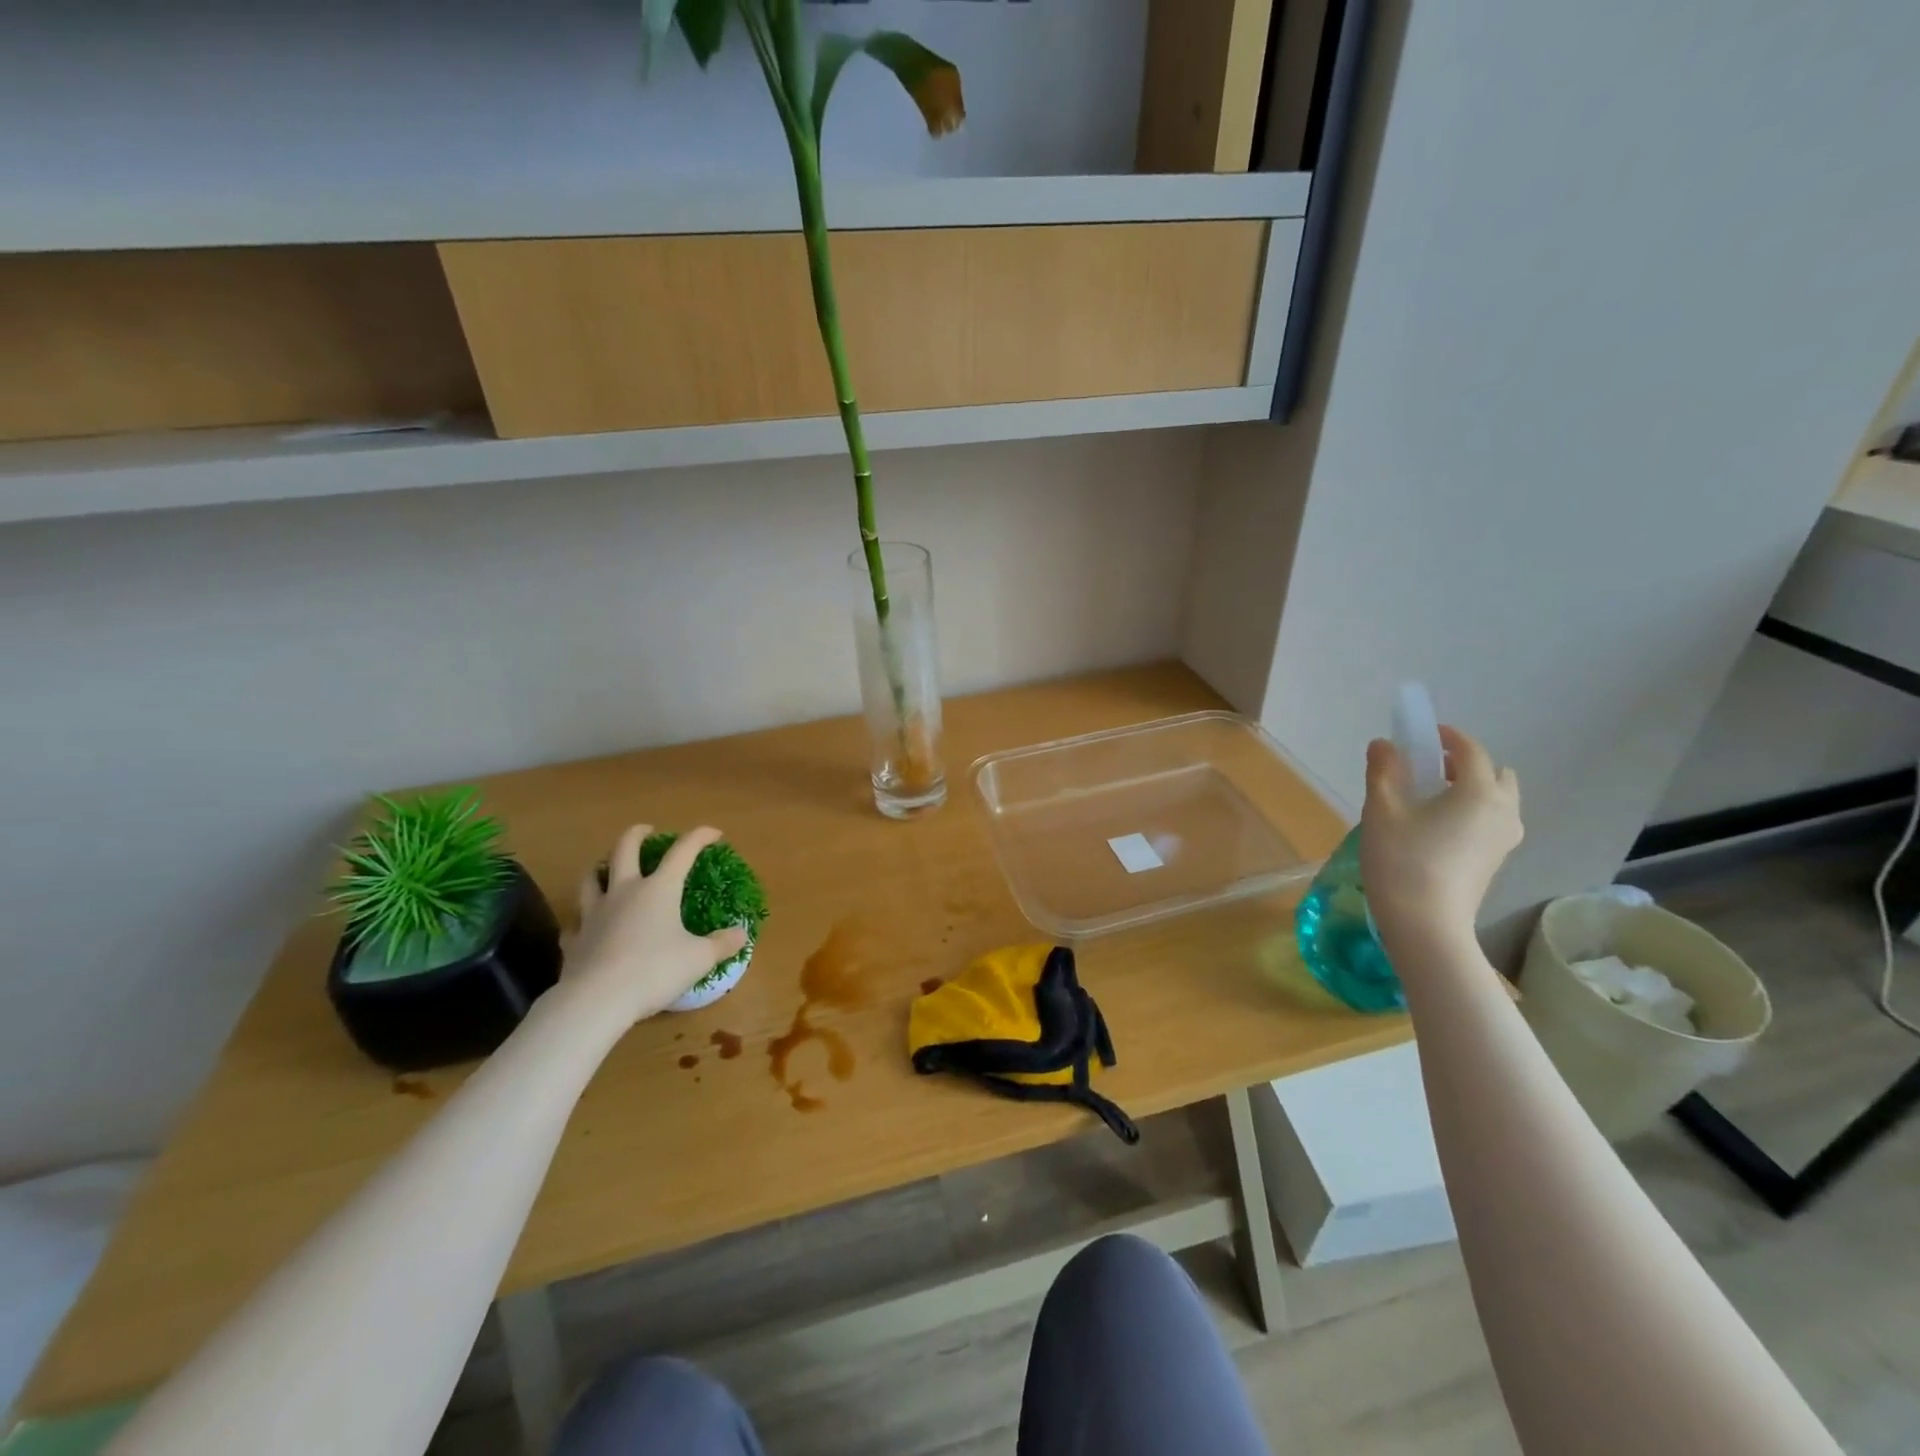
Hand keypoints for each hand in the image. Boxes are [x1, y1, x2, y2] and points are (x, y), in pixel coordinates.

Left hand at [565, 825, 750, 1024]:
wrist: (596, 1000)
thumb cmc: (654, 971)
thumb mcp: (699, 959)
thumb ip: (721, 944)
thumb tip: (742, 934)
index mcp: (659, 889)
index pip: (683, 852)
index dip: (700, 837)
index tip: (714, 833)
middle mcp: (624, 892)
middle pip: (625, 849)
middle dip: (637, 835)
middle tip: (647, 830)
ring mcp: (594, 914)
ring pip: (591, 879)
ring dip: (600, 868)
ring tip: (606, 867)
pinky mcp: (575, 940)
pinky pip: (576, 922)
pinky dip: (582, 919)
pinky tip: (586, 926)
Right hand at [1360, 726, 1521, 941]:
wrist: (1426, 924)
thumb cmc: (1403, 860)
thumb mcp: (1382, 810)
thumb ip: (1384, 771)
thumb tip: (1384, 745)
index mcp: (1479, 792)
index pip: (1471, 750)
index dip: (1448, 737)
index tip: (1423, 734)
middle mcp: (1503, 811)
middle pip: (1496, 774)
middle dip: (1466, 764)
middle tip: (1429, 770)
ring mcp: (1505, 839)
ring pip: (1497, 800)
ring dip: (1470, 790)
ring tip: (1430, 800)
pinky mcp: (1497, 861)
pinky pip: (1491, 822)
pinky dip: (1471, 813)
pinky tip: (1436, 827)